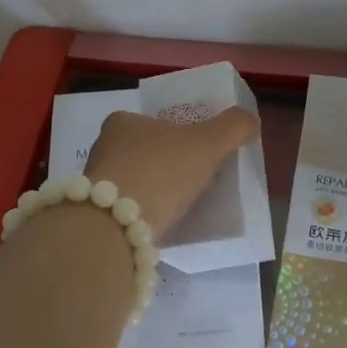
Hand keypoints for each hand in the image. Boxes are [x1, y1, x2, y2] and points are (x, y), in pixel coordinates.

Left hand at [85, 107, 259, 235]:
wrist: (116, 227)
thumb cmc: (160, 172)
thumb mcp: (207, 143)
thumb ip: (233, 127)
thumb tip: (250, 120)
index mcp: (123, 122)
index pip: (155, 122)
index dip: (178, 135)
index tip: (197, 153)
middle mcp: (103, 147)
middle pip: (144, 152)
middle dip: (167, 165)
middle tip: (194, 180)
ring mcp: (96, 184)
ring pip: (135, 182)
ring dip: (155, 191)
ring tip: (181, 206)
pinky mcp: (95, 215)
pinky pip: (128, 209)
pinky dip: (145, 213)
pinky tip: (162, 224)